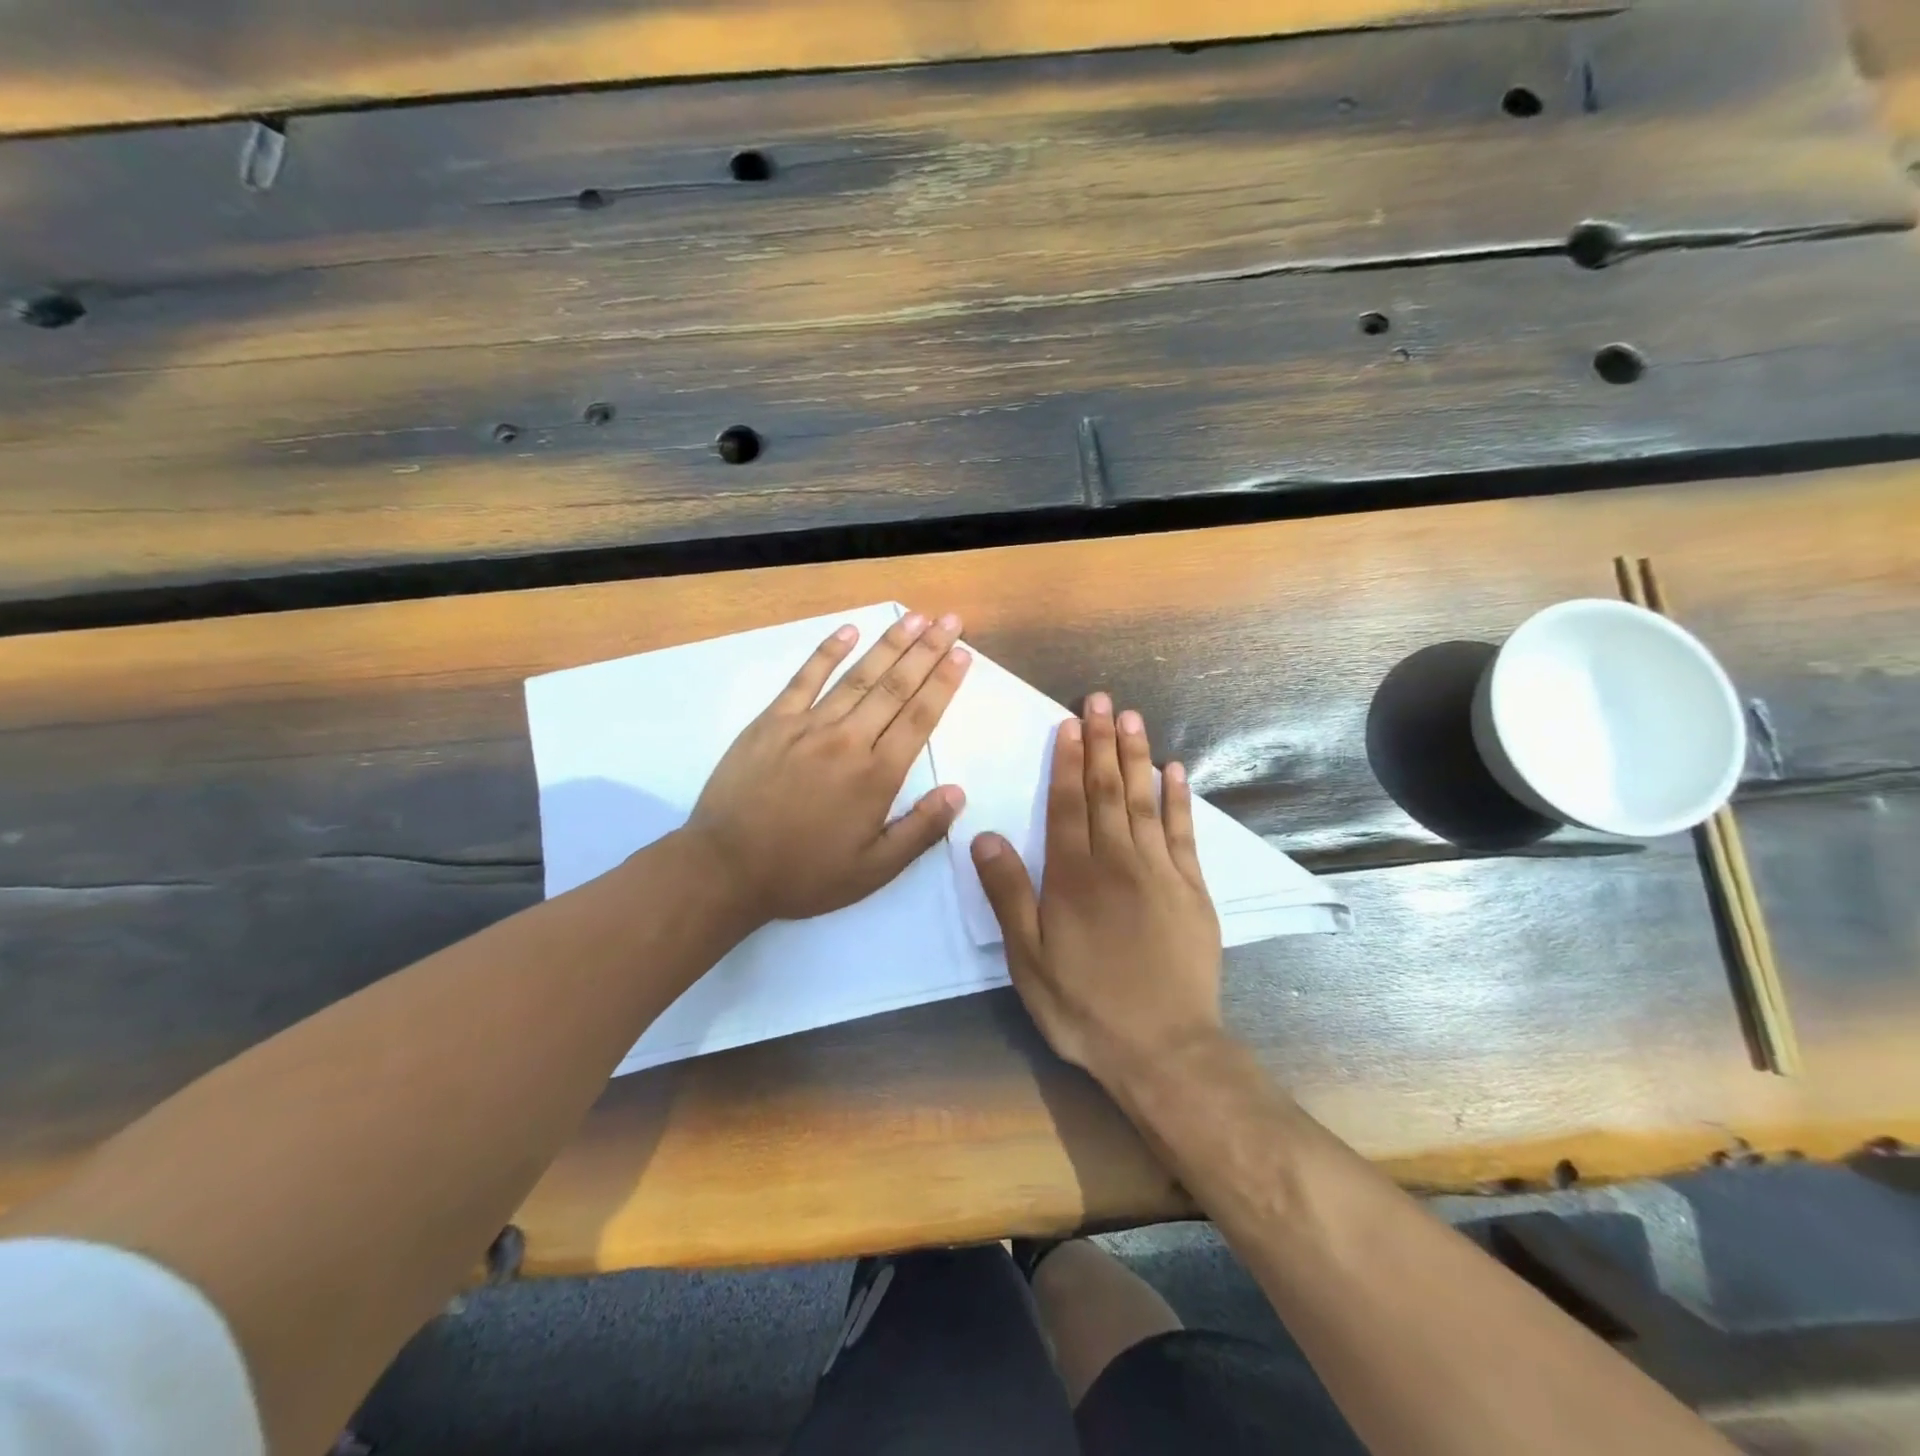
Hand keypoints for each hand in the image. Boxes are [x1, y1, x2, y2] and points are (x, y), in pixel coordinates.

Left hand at [683, 610, 971, 927]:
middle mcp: (849, 740)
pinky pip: (804, 678)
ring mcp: (808, 726)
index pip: (920, 718)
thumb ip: (920, 831)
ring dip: (889, 644)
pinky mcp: (773, 721)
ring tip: (915, 617)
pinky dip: (827, 652)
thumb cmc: (804, 874)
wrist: (726, 869)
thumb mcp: (873, 870)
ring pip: (858, 676)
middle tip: (950, 620)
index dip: (944, 683)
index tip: (962, 653)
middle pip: (896, 687)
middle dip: (927, 650)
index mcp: (877, 776)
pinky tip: (848, 630)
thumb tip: (958, 793)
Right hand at [970, 694, 1224, 1091]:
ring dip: (1136, 757)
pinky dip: (1178, 799)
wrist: (1164, 1049)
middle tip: (1100, 700)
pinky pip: (1183, 833)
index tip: (1068, 723)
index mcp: (1074, 876)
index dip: (1067, 760)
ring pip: (1144, 801)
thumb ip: (1008, 894)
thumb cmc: (1085, 1005)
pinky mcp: (1193, 890)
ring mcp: (1161, 872)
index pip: (1068, 804)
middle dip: (1101, 742)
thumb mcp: (1028, 959)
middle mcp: (1118, 861)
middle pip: (1107, 790)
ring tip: (1131, 717)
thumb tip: (984, 835)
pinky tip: (1175, 771)